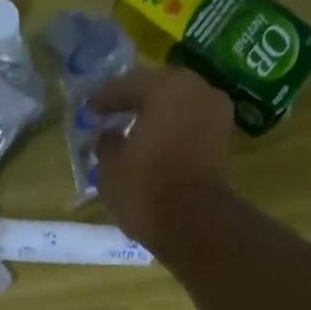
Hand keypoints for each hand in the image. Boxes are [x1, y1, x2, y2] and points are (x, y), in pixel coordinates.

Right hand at [89, 67, 234, 252]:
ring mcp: (216, 115)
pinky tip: (153, 145)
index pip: (127, 85)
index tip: (88, 108)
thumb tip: (109, 136)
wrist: (194, 224)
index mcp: (167, 87)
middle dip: (134, 102)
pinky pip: (189, 126)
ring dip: (155, 117)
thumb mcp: (110, 166)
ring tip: (132, 130)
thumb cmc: (146, 188)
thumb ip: (106, 143)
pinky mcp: (222, 142)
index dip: (104, 99)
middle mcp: (197, 90)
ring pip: (177, 107)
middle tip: (111, 113)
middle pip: (158, 90)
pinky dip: (171, 132)